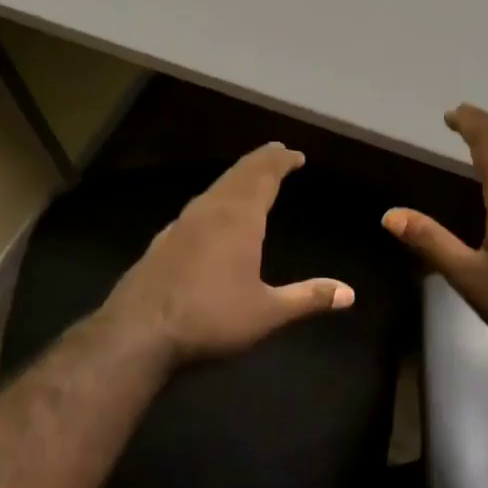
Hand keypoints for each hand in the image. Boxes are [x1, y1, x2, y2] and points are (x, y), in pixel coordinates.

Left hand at [104, 143, 355, 363]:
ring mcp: (181, 225)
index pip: (264, 176)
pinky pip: (197, 208)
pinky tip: (211, 216)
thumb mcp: (267, 313)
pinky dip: (216, 200)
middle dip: (260, 162)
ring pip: (214, 190)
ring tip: (250, 179)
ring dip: (236, 179)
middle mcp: (209, 212)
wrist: (138, 333)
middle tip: (276, 153)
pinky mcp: (162, 242)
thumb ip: (308, 298)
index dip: (281, 162)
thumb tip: (350, 293)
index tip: (295, 154)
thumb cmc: (210, 318)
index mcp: (238, 219)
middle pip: (237, 175)